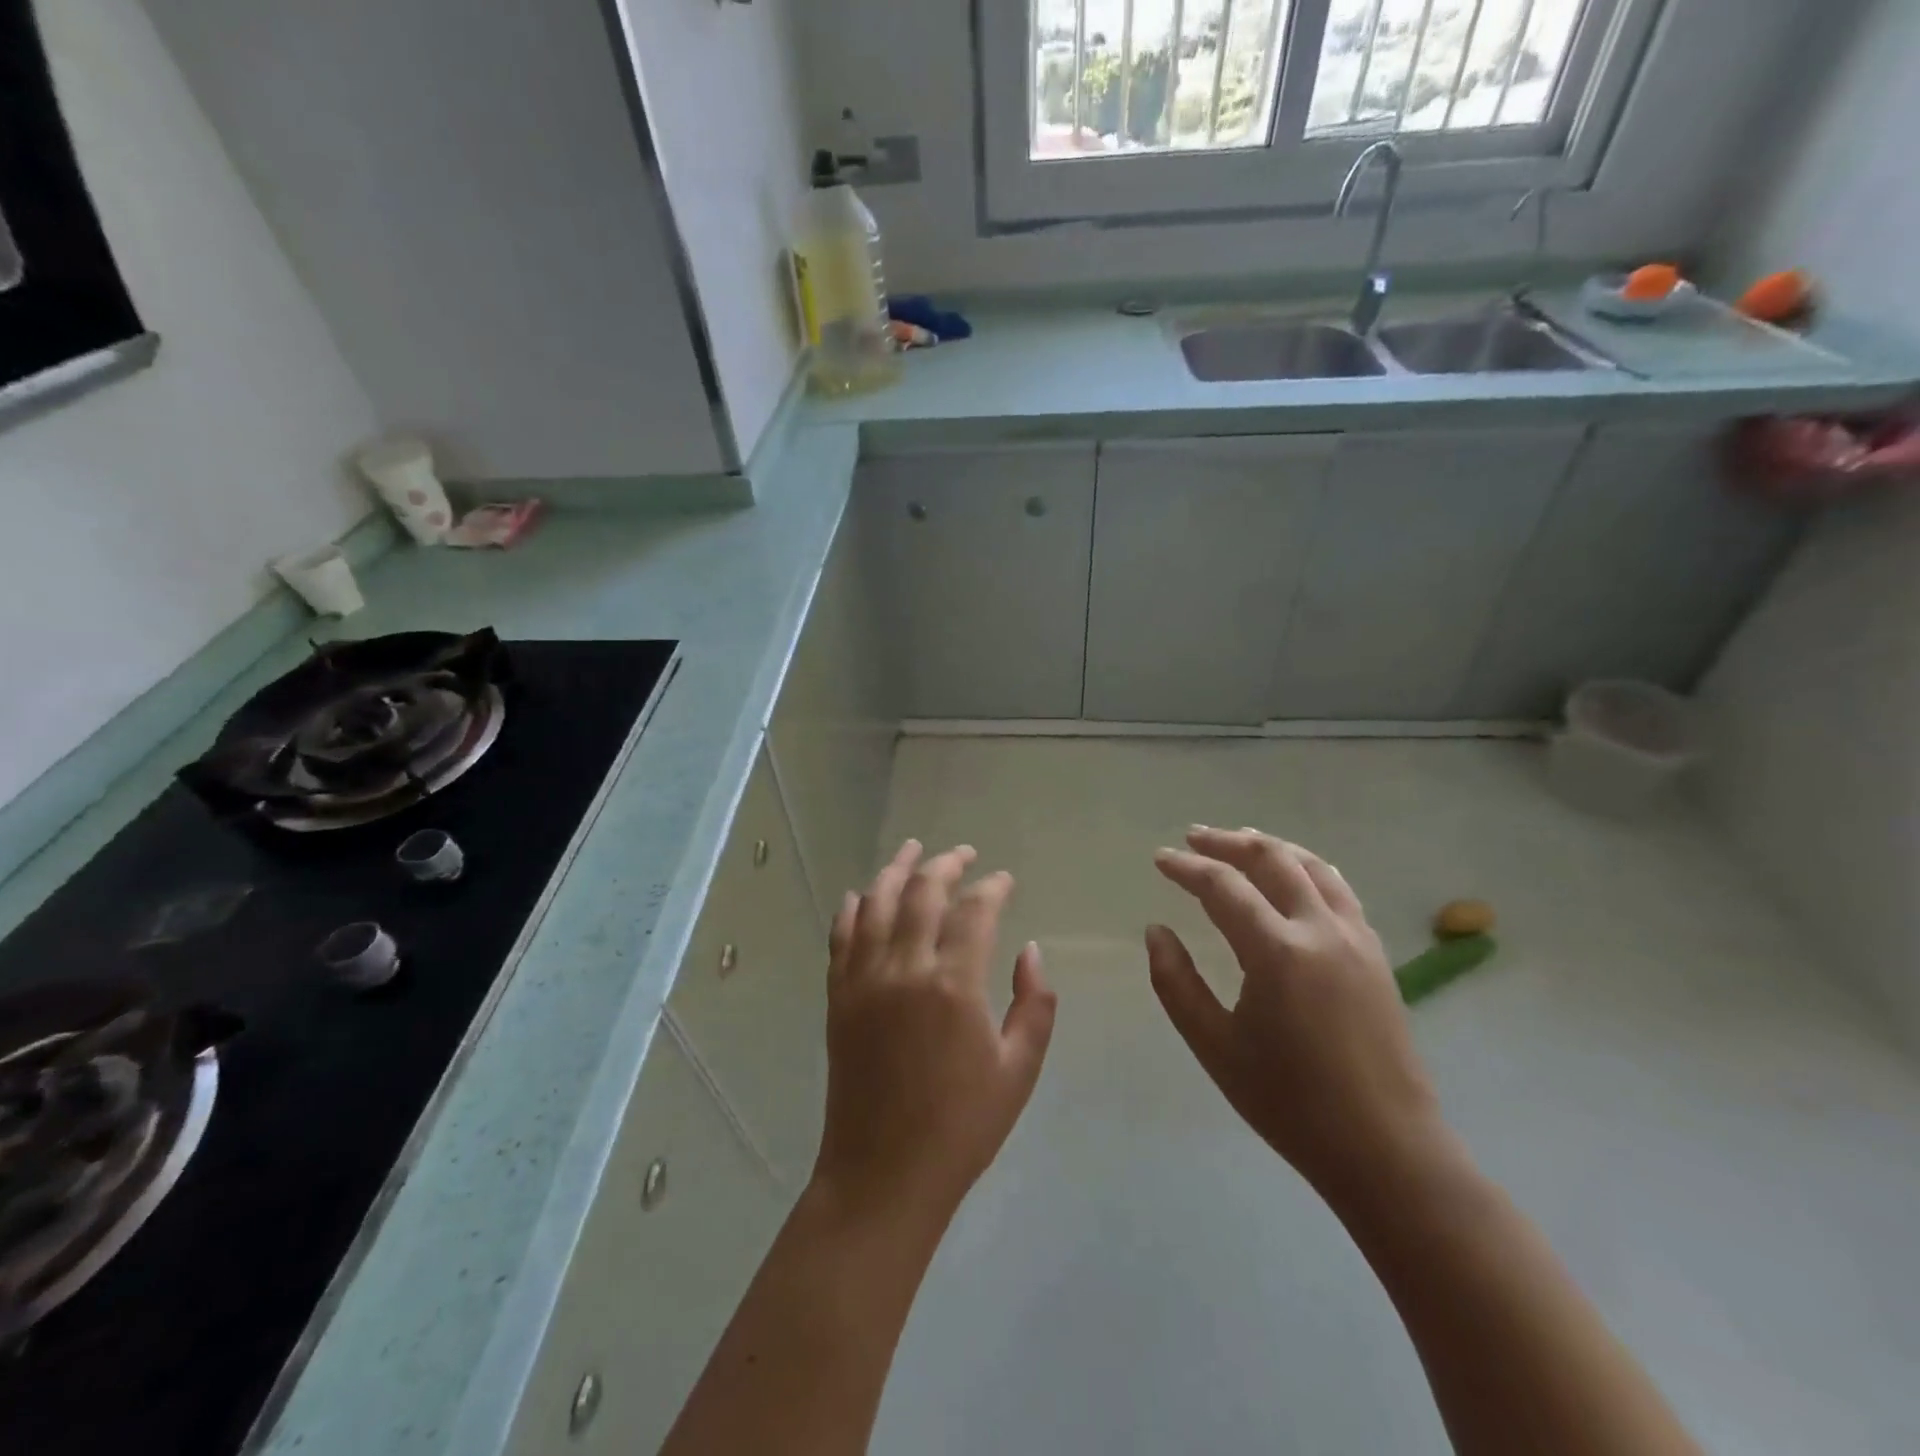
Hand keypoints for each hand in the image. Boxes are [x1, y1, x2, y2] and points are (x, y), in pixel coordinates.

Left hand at [814, 841, 1057, 1227]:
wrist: (883, 1173)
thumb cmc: (962, 1126)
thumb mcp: (1019, 1070)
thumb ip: (1034, 1004)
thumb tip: (1030, 950)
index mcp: (953, 985)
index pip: (974, 910)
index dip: (992, 887)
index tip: (1004, 879)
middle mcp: (904, 969)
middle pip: (922, 892)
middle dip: (946, 864)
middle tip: (963, 853)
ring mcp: (864, 980)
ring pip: (876, 903)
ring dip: (896, 870)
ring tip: (913, 849)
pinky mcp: (838, 997)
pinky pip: (841, 937)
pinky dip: (852, 908)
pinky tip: (861, 894)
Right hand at [1147, 827, 1441, 1202]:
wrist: (1386, 1149)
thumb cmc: (1290, 1102)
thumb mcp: (1215, 1046)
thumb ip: (1177, 983)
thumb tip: (1156, 931)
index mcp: (1277, 952)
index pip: (1223, 887)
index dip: (1187, 868)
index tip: (1160, 859)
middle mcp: (1320, 930)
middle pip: (1272, 860)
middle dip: (1228, 842)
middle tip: (1194, 837)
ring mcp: (1356, 938)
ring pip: (1312, 866)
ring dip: (1271, 847)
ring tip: (1240, 841)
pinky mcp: (1376, 954)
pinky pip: (1338, 889)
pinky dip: (1307, 868)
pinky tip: (1294, 876)